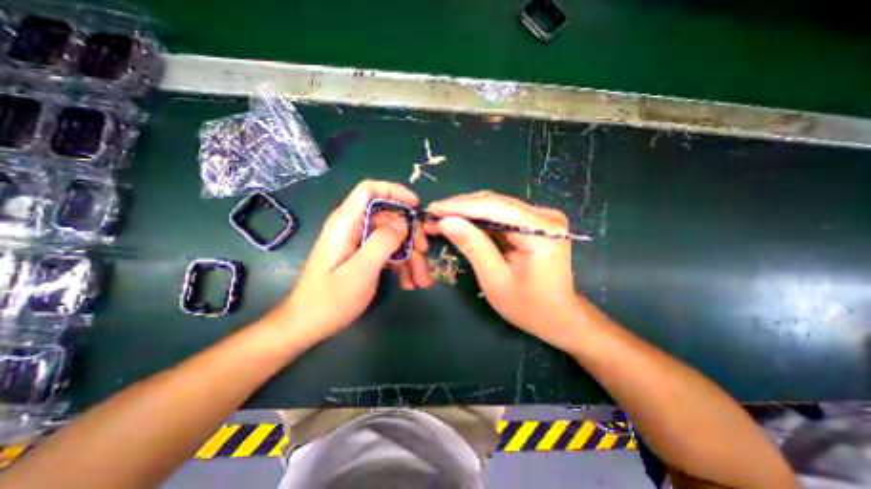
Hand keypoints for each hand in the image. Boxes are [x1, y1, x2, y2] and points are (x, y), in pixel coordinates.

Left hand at [263, 180, 429, 346]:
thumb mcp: (361, 270)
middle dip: (410, 234)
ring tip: (421, 280)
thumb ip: (383, 242)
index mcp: (346, 223)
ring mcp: (359, 243)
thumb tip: (404, 221)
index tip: (416, 206)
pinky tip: (409, 283)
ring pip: (392, 237)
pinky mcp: (363, 256)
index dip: (394, 192)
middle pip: (388, 217)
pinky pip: (388, 252)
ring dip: (410, 256)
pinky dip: (401, 265)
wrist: (308, 325)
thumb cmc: (330, 299)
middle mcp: (353, 228)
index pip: (369, 190)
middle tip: (424, 252)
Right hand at [427, 191, 579, 350]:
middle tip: (433, 215)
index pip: (494, 208)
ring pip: (496, 206)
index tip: (433, 209)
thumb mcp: (496, 280)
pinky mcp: (534, 223)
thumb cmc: (529, 307)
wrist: (559, 316)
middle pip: (495, 203)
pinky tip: (461, 223)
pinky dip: (478, 219)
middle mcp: (544, 216)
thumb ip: (473, 247)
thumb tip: (446, 221)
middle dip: (461, 208)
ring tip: (442, 218)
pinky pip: (501, 215)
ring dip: (467, 212)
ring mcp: (541, 218)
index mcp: (542, 230)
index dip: (460, 206)